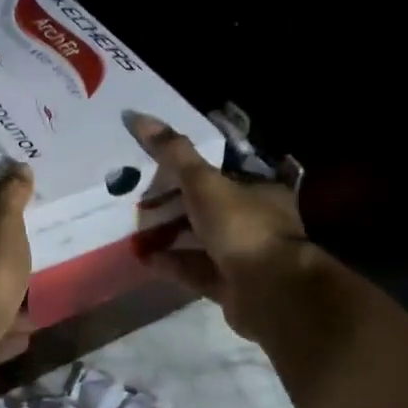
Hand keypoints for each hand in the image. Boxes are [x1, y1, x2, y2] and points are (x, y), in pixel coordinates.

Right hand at [127, 114, 319, 338]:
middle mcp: (257, 222)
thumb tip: (138, 116)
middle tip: (144, 196)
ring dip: (173, 235)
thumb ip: (174, 153)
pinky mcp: (231, 286)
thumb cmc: (243, 227)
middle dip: (180, 204)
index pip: (229, 171)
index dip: (200, 166)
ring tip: (137, 228)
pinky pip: (196, 270)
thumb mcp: (204, 183)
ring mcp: (246, 257)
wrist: (270, 292)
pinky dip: (172, 263)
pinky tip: (146, 258)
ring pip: (204, 241)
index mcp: (262, 191)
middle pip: (213, 207)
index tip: (167, 163)